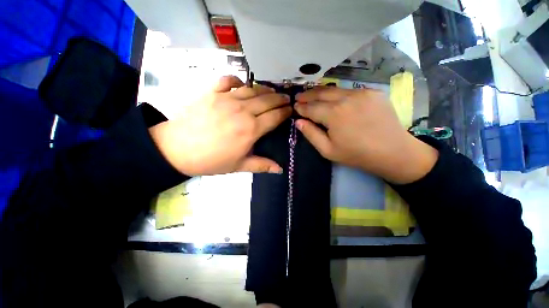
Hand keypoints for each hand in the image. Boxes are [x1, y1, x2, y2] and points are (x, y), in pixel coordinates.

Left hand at [149, 76, 291, 175]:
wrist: (176, 149)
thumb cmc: (211, 160)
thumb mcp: (239, 166)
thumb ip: (261, 165)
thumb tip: (280, 169)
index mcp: (251, 129)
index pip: (275, 117)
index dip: (285, 112)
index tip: (291, 110)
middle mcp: (243, 111)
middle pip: (267, 100)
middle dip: (280, 99)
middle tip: (286, 98)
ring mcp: (227, 99)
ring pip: (252, 89)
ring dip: (265, 89)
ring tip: (271, 91)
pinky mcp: (212, 92)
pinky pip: (228, 80)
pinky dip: (237, 79)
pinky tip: (241, 83)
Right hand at [294, 87, 437, 183]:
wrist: (394, 152)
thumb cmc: (357, 155)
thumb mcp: (328, 150)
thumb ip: (311, 134)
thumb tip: (298, 122)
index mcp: (334, 114)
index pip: (311, 108)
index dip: (301, 107)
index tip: (294, 106)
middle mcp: (346, 98)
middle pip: (321, 93)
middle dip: (308, 95)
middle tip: (299, 97)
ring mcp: (361, 92)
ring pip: (335, 89)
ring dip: (321, 92)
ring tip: (312, 94)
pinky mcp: (373, 92)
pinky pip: (349, 90)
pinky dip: (337, 93)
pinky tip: (333, 98)